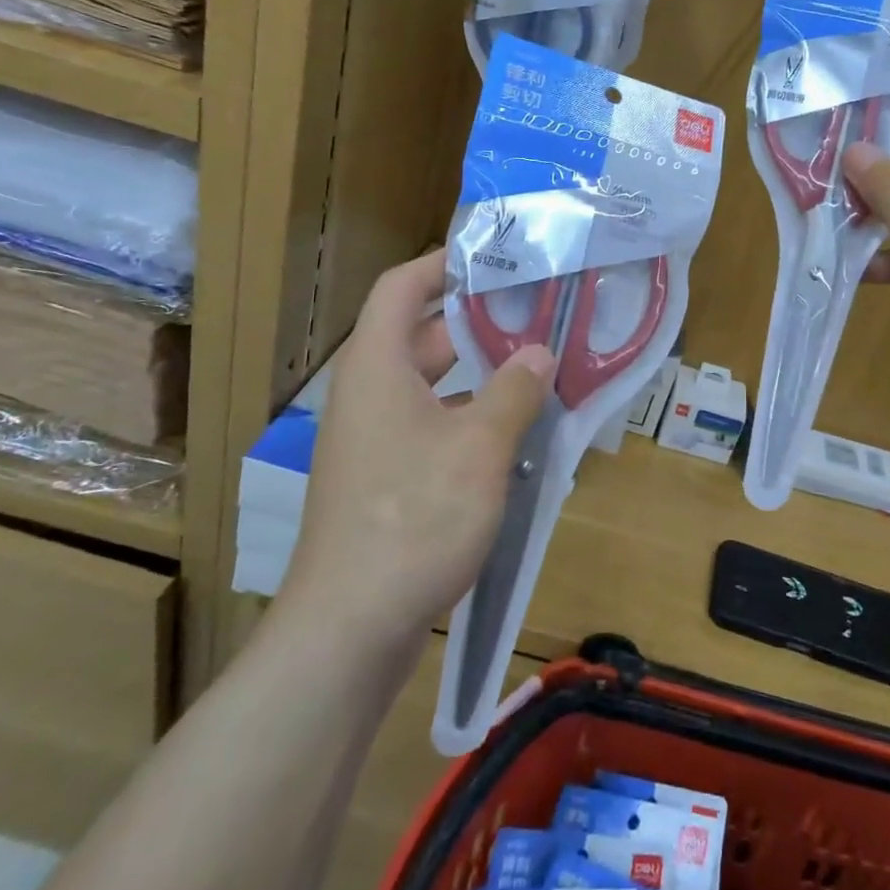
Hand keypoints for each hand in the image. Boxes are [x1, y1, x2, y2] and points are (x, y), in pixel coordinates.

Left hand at [282, 252, 554, 632]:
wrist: (349, 631)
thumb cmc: (413, 518)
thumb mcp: (479, 448)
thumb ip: (514, 392)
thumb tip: (540, 353)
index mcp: (377, 368)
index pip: (402, 287)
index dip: (443, 263)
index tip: (496, 258)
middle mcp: (370, 395)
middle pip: (422, 336)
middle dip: (479, 322)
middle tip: (538, 313)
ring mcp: (375, 442)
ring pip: (433, 387)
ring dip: (483, 377)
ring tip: (541, 370)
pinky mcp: (386, 482)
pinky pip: (434, 429)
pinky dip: (472, 421)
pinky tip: (518, 437)